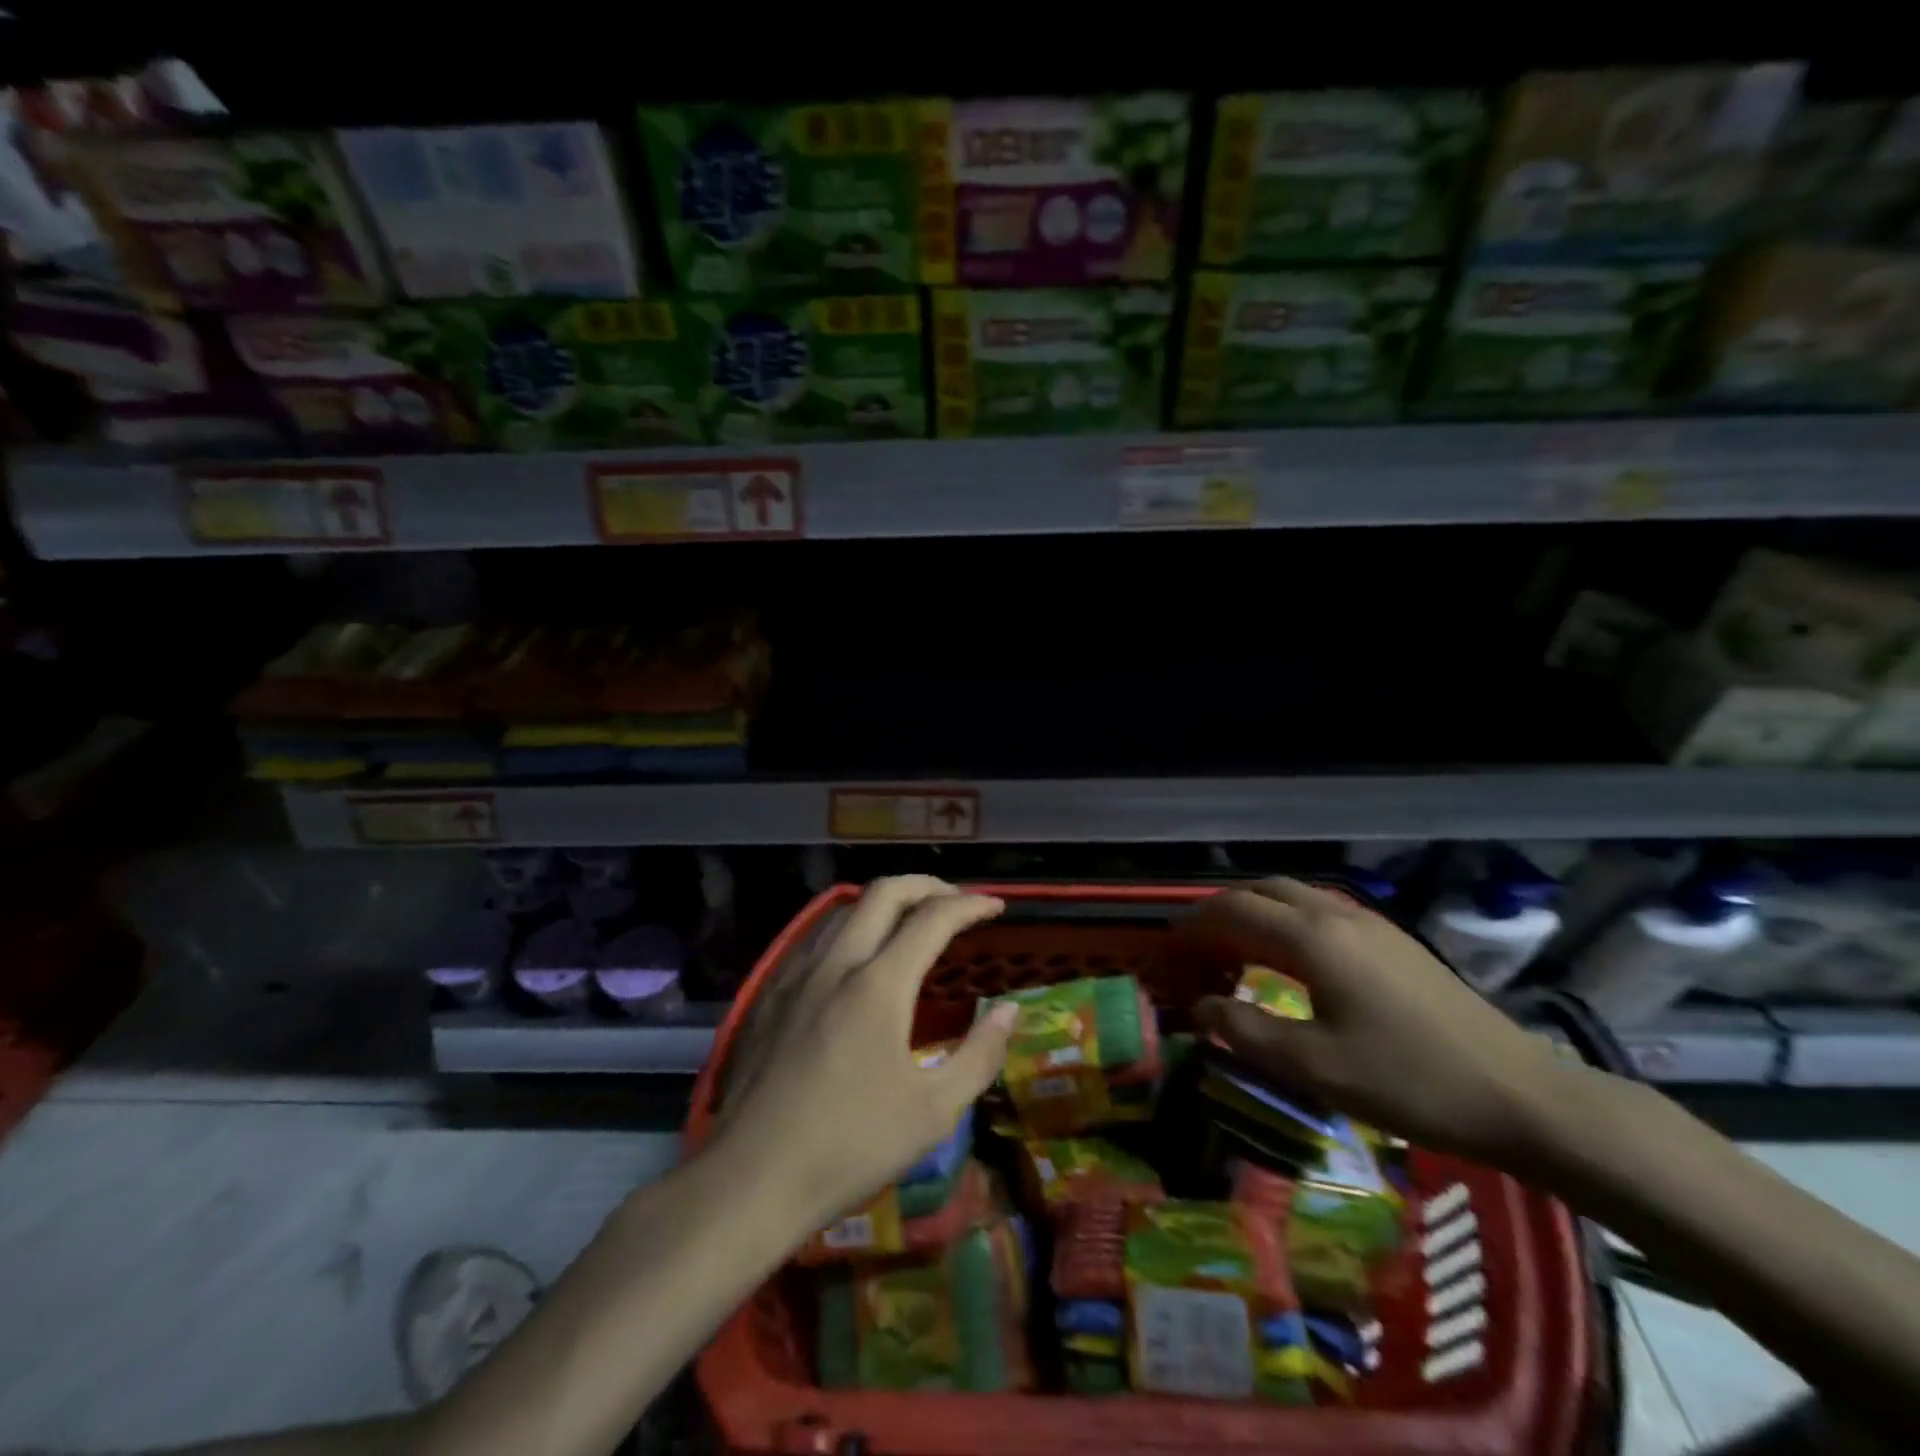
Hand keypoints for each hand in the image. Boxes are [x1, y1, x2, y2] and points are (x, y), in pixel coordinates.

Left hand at [709, 876, 1018, 1236]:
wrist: (750, 1179)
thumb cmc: (849, 1147)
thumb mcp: (933, 1112)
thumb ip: (979, 1054)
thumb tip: (1008, 1009)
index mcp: (879, 985)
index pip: (933, 918)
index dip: (970, 904)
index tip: (996, 907)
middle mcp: (836, 963)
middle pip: (884, 892)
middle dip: (927, 885)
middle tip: (956, 902)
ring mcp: (796, 975)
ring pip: (844, 909)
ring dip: (885, 903)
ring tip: (910, 923)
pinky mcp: (770, 994)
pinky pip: (816, 938)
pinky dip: (850, 928)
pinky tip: (856, 961)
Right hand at [1182, 879, 1569, 1164]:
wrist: (1519, 1096)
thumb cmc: (1407, 1080)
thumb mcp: (1313, 1068)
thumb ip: (1245, 1031)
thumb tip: (1200, 1007)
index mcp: (1312, 937)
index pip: (1233, 910)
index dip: (1194, 923)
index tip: (1168, 943)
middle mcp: (1337, 915)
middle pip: (1263, 890)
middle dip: (1223, 909)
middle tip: (1198, 944)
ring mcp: (1371, 924)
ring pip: (1295, 896)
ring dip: (1257, 912)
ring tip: (1236, 950)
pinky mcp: (1394, 942)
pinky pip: (1322, 912)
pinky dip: (1288, 922)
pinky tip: (1292, 961)